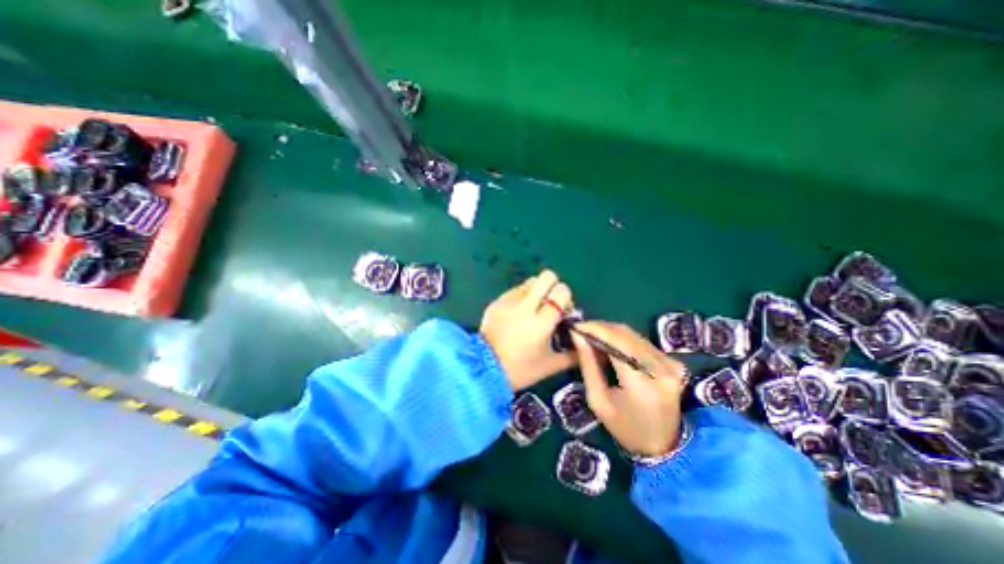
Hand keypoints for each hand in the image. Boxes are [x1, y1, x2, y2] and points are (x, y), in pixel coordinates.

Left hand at [479, 269, 576, 391]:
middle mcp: (526, 306)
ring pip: (530, 281)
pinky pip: (515, 290)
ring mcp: (509, 301)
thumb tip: (585, 342)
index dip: (565, 297)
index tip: (563, 310)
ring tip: (533, 308)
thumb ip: (573, 354)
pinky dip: (521, 297)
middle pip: (546, 276)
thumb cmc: (520, 370)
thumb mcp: (550, 365)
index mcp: (541, 322)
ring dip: (536, 291)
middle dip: (553, 286)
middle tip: (550, 303)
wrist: (484, 369)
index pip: (561, 292)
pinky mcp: (497, 301)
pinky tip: (517, 314)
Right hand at [573, 322, 691, 458]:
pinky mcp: (674, 363)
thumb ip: (588, 365)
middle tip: (582, 329)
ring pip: (634, 335)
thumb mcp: (598, 400)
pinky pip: (643, 342)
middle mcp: (660, 370)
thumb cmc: (624, 427)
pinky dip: (624, 339)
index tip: (576, 326)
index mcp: (640, 384)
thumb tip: (577, 336)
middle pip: (626, 335)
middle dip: (601, 328)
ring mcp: (671, 365)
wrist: (663, 446)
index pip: (616, 343)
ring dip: (611, 331)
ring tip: (593, 335)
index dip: (595, 330)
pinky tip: (611, 344)